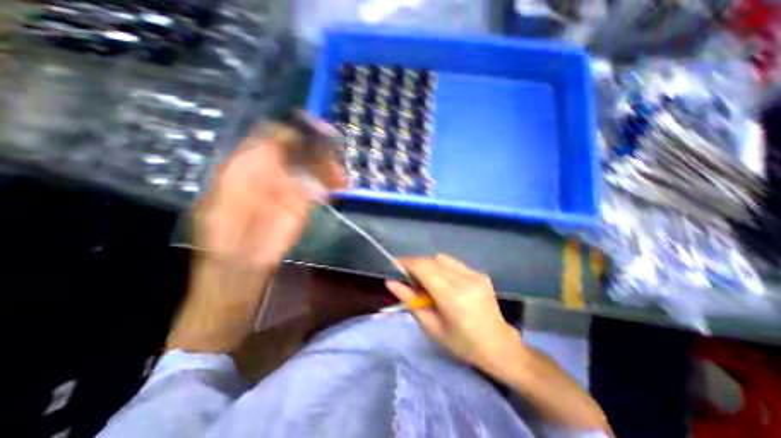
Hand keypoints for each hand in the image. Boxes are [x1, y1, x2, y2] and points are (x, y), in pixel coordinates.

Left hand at [170, 122, 342, 353]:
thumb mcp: (231, 196)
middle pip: (298, 152)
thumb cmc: (228, 235)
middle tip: (336, 147)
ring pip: (312, 169)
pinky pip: (319, 188)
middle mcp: (271, 173)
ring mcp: (289, 188)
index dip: (294, 130)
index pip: (273, 138)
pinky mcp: (302, 205)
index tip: (315, 128)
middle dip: (317, 148)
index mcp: (248, 166)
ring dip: (328, 168)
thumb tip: (280, 145)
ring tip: (341, 173)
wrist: (241, 266)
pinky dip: (331, 185)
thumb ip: (254, 168)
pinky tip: (340, 186)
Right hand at [386, 256, 519, 374]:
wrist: (499, 346)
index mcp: (451, 296)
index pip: (423, 267)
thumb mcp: (431, 326)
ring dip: (429, 265)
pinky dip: (442, 268)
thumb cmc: (461, 343)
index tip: (395, 264)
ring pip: (442, 258)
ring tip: (426, 280)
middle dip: (416, 264)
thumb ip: (409, 301)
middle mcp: (464, 279)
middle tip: (408, 276)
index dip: (407, 262)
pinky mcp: (480, 273)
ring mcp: (475, 274)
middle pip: (431, 260)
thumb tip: (390, 282)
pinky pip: (454, 263)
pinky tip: (444, 282)